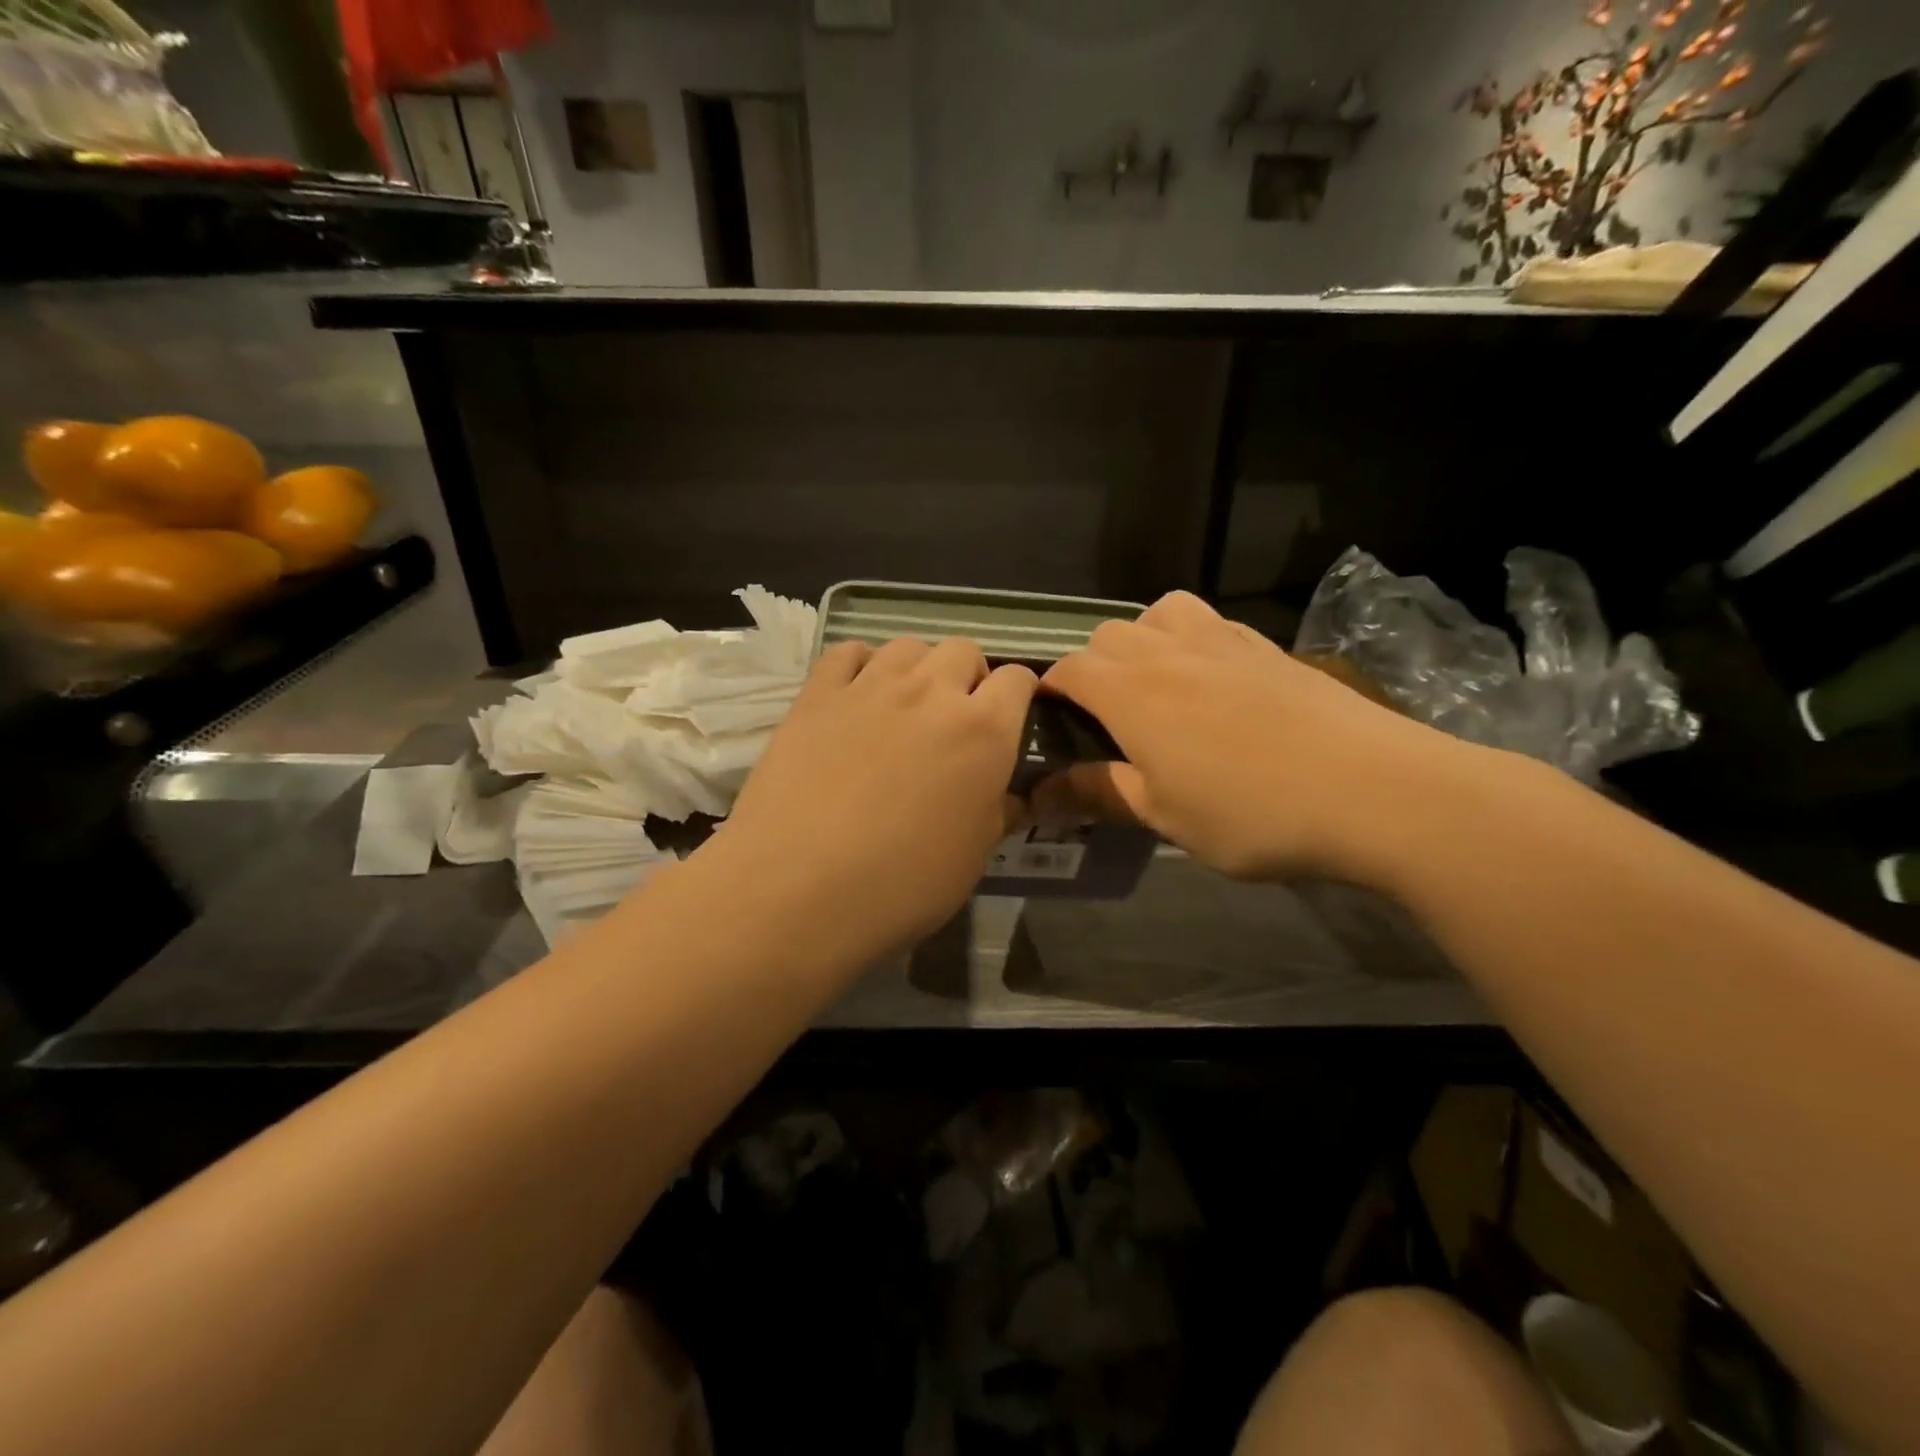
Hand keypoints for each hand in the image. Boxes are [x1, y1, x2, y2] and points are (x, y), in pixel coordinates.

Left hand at [709, 637, 1035, 963]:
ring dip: (919, 667)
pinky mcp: (818, 693)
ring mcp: (871, 686)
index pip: (1018, 680)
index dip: (1020, 695)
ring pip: (909, 645)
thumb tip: (1011, 795)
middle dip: (969, 676)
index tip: (1010, 719)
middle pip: (964, 650)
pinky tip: (857, 695)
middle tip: (956, 717)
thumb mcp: (973, 856)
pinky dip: (862, 664)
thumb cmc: (902, 884)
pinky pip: (848, 652)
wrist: (799, 885)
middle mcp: (932, 692)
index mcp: (983, 730)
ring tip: (907, 704)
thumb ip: (999, 812)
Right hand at [1037, 591, 1494, 887]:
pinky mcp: (1267, 646)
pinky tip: (1214, 684)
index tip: (1053, 726)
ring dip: (1142, 640)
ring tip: (1157, 686)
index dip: (1050, 692)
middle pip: (1107, 634)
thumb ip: (1097, 793)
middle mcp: (1169, 652)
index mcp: (1132, 693)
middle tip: (1108, 719)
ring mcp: (1223, 641)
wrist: (1375, 791)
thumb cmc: (1253, 812)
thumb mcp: (1164, 816)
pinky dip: (1190, 640)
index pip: (1068, 669)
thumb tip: (1038, 795)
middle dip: (1092, 667)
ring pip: (1159, 613)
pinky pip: (1209, 622)